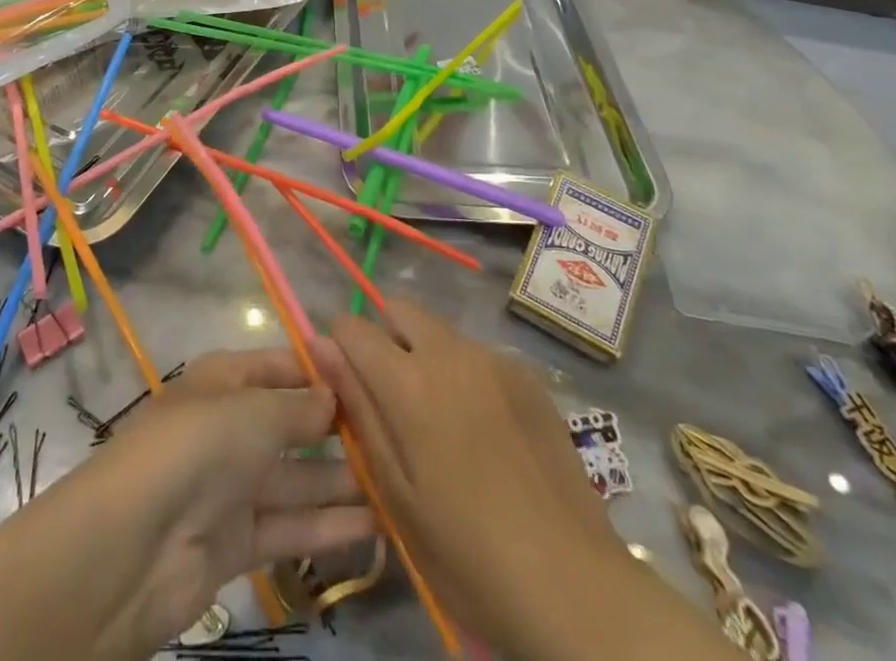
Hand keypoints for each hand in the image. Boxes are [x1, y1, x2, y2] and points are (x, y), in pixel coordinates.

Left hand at [83, 346, 374, 649]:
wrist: (134, 545)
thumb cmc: (199, 447)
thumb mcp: (256, 411)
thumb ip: (301, 407)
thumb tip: (335, 397)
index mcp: (226, 379)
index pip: (283, 365)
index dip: (324, 371)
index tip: (374, 380)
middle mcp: (231, 426)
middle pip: (293, 422)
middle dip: (340, 429)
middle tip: (398, 437)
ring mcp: (233, 485)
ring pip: (298, 478)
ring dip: (343, 481)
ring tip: (400, 483)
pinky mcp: (237, 541)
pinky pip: (291, 526)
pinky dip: (329, 526)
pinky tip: (377, 526)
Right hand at [319, 301, 614, 654]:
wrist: (574, 585)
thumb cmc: (467, 553)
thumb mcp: (395, 491)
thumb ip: (357, 408)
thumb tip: (321, 346)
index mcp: (409, 381)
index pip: (353, 327)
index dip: (338, 345)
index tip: (342, 381)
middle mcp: (450, 352)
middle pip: (400, 310)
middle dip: (383, 336)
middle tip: (389, 398)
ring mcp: (494, 360)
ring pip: (440, 331)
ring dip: (424, 354)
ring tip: (439, 421)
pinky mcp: (527, 377)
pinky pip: (477, 354)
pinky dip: (463, 373)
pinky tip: (482, 432)